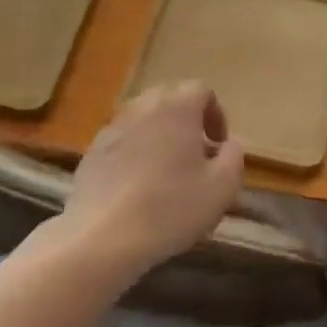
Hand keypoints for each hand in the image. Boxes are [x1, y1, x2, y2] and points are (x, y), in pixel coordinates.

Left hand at [61, 81, 244, 282]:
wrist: (102, 237)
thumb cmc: (170, 208)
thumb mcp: (221, 188)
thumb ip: (234, 157)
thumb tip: (229, 144)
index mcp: (177, 108)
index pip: (201, 90)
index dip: (216, 114)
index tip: (219, 144)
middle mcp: (143, 107)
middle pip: (170, 99)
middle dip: (187, 121)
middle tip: (196, 155)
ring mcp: (113, 127)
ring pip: (143, 119)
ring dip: (159, 136)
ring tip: (166, 172)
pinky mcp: (92, 151)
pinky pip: (122, 141)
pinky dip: (134, 153)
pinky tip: (137, 188)